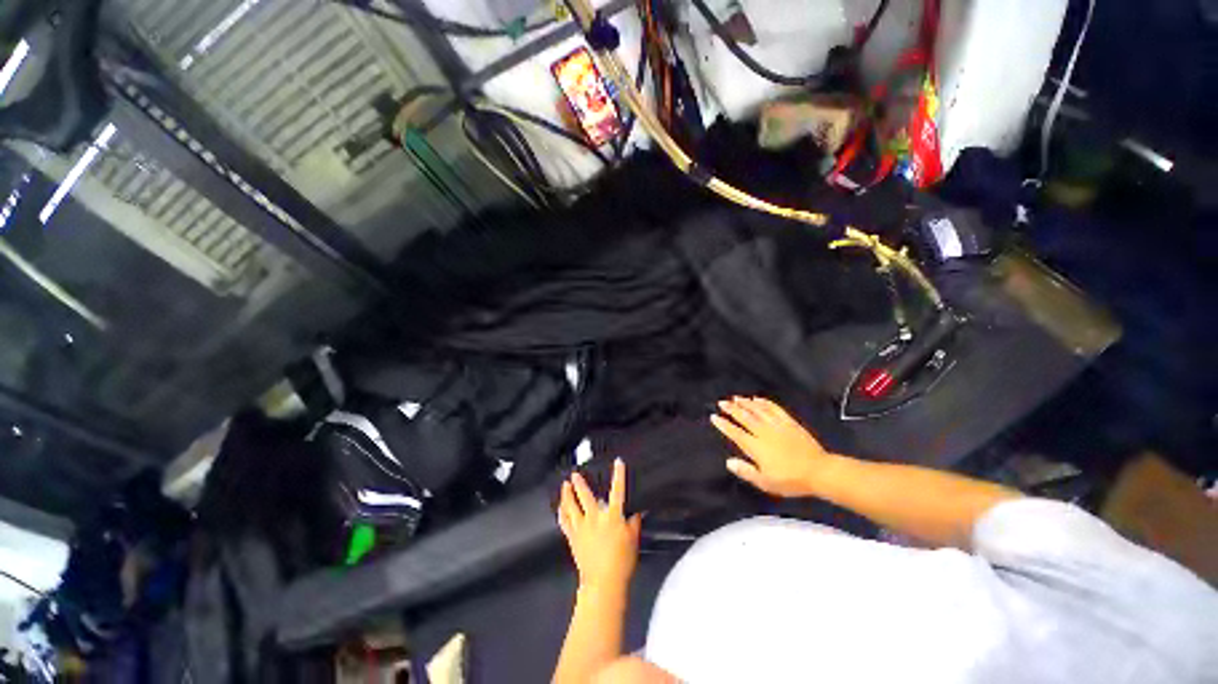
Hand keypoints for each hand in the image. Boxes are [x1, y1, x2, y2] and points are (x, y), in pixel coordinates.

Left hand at [558, 459, 641, 590]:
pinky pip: (565, 522)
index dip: (618, 475)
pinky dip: (562, 513)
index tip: (618, 461)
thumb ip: (634, 523)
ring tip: (564, 485)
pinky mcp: (573, 538)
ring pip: (571, 507)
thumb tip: (637, 511)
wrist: (603, 583)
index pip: (617, 491)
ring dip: (567, 495)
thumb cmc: (622, 561)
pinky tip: (560, 508)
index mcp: (612, 516)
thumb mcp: (633, 540)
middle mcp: (595, 518)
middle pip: (585, 496)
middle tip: (574, 474)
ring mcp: (582, 527)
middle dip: (579, 483)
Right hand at [711, 396, 836, 497]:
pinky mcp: (789, 422)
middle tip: (722, 402)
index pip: (735, 433)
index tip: (714, 417)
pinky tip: (758, 399)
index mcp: (755, 447)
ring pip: (757, 410)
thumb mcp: (766, 482)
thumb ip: (746, 471)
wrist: (818, 471)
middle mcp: (763, 432)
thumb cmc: (790, 480)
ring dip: (746, 403)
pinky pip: (774, 408)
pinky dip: (765, 402)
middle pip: (744, 417)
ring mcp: (777, 425)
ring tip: (736, 398)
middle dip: (732, 409)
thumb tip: (729, 462)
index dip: (724, 425)